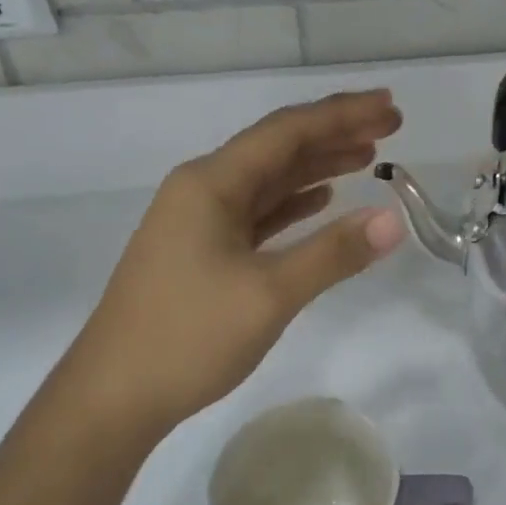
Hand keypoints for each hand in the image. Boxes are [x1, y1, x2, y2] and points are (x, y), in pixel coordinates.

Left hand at [55, 90, 405, 440]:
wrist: (112, 398)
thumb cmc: (188, 338)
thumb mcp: (270, 295)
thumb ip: (333, 253)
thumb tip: (393, 220)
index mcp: (211, 183)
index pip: (287, 132)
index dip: (342, 114)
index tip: (390, 106)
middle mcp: (202, 189)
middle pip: (278, 148)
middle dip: (335, 133)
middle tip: (391, 126)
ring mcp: (198, 221)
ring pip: (268, 180)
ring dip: (317, 166)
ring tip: (367, 157)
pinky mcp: (201, 251)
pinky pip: (257, 212)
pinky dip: (293, 203)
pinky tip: (322, 201)